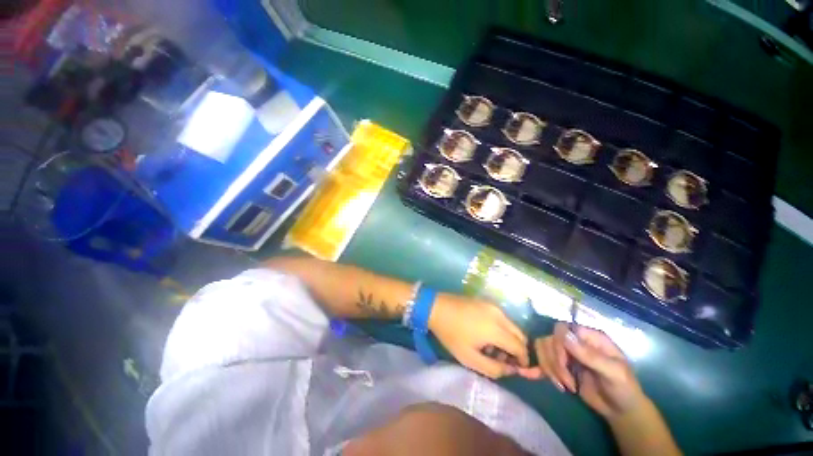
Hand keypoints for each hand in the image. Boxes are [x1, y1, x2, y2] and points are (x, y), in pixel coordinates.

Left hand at [429, 293, 528, 378]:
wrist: (436, 307)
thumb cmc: (451, 334)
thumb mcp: (470, 358)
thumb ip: (493, 368)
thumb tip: (510, 370)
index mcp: (497, 329)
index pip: (520, 347)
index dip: (523, 360)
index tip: (517, 368)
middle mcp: (499, 315)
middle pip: (519, 334)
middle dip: (517, 349)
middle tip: (503, 359)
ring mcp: (492, 306)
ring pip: (511, 325)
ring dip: (508, 339)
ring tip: (491, 348)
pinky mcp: (485, 301)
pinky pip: (501, 317)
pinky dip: (501, 328)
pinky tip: (485, 333)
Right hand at [519, 323, 645, 418]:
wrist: (622, 411)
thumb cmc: (624, 388)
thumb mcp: (613, 372)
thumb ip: (589, 354)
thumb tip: (564, 335)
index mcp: (588, 337)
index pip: (561, 329)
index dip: (557, 345)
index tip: (564, 364)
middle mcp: (574, 342)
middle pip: (548, 341)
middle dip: (554, 363)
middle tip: (567, 383)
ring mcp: (566, 355)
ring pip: (543, 351)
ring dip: (549, 369)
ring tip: (565, 387)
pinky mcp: (560, 368)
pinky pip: (542, 363)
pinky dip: (535, 368)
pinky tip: (526, 374)